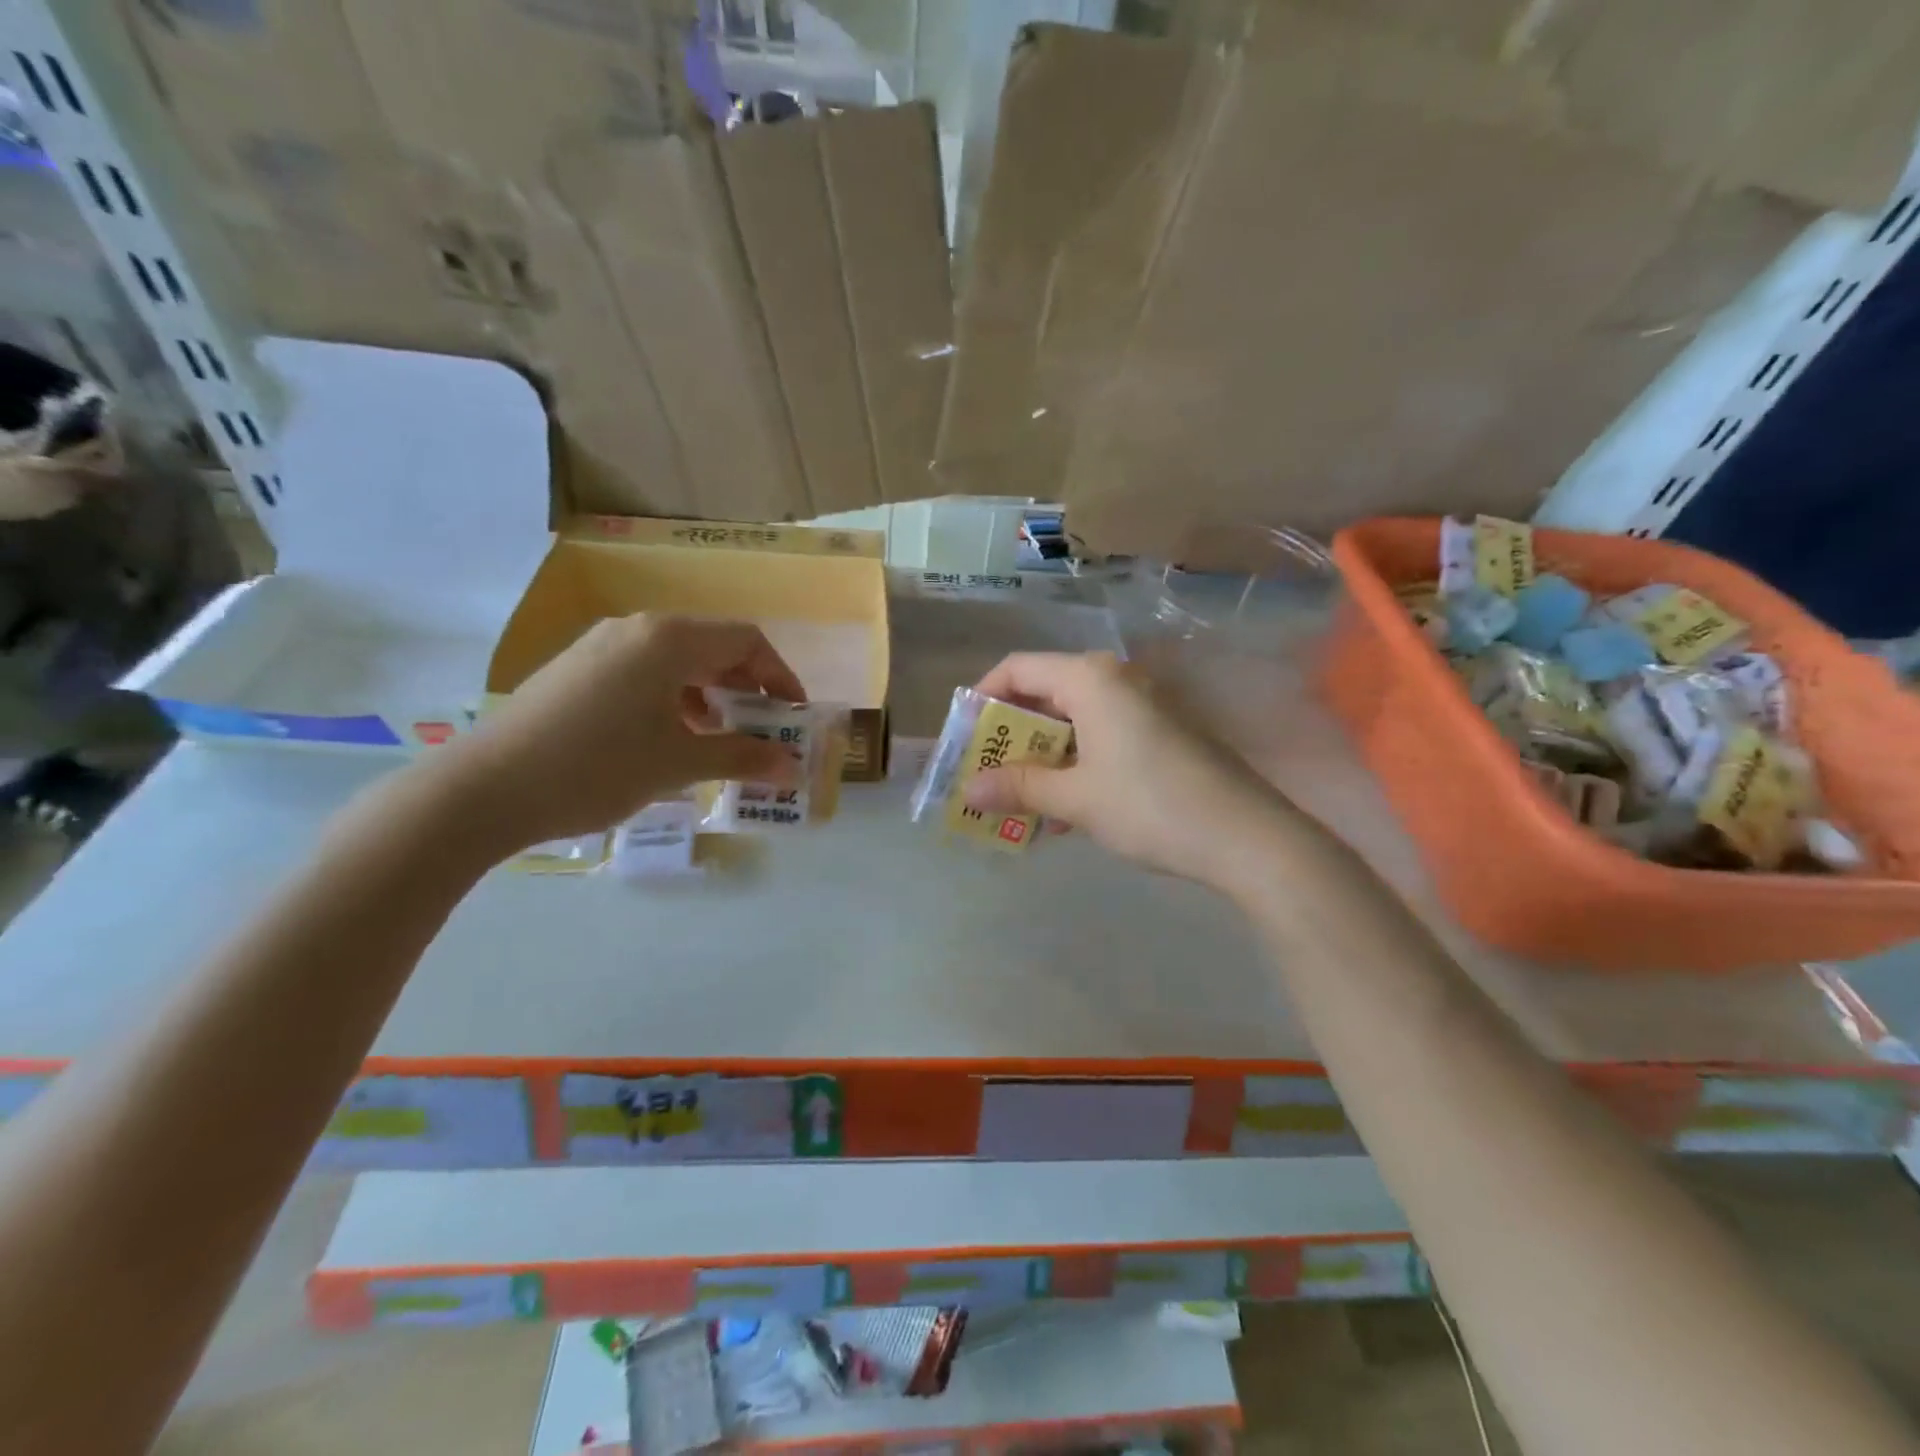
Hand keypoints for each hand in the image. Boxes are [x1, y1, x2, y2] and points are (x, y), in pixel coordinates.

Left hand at [430, 615, 805, 853]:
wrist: (483, 790)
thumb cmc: (597, 768)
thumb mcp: (679, 764)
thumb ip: (742, 757)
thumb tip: (792, 766)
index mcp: (668, 638)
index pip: (747, 640)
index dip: (780, 676)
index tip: (791, 717)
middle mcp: (636, 629)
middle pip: (713, 646)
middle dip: (747, 687)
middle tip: (761, 731)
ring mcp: (601, 646)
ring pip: (677, 660)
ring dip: (710, 695)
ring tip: (717, 739)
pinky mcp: (577, 669)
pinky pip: (644, 672)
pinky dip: (673, 698)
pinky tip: (667, 738)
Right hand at [964, 652, 1293, 885]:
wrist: (1246, 836)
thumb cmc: (1150, 806)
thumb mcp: (1075, 799)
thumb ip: (1018, 787)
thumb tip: (968, 790)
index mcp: (1090, 678)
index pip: (1018, 668)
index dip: (983, 697)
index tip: (964, 737)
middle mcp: (1116, 679)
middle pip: (1045, 693)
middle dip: (1011, 734)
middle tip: (986, 773)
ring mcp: (1143, 705)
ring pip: (1074, 720)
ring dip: (1042, 756)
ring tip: (1020, 799)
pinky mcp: (1162, 733)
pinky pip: (1102, 737)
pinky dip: (1075, 764)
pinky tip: (1065, 810)